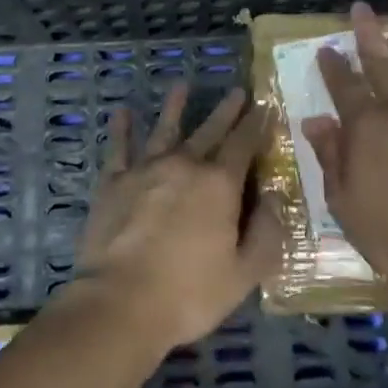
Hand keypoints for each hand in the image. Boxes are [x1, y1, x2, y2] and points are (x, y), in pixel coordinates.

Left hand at [69, 84, 280, 352]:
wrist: (120, 302)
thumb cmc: (189, 293)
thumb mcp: (243, 273)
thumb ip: (266, 233)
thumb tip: (274, 197)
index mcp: (219, 184)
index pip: (244, 144)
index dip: (257, 125)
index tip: (266, 107)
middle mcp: (184, 165)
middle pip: (209, 130)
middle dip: (226, 110)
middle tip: (237, 91)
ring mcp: (145, 170)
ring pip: (164, 129)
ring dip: (174, 106)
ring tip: (181, 84)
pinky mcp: (113, 182)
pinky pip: (119, 148)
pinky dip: (121, 128)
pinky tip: (123, 112)